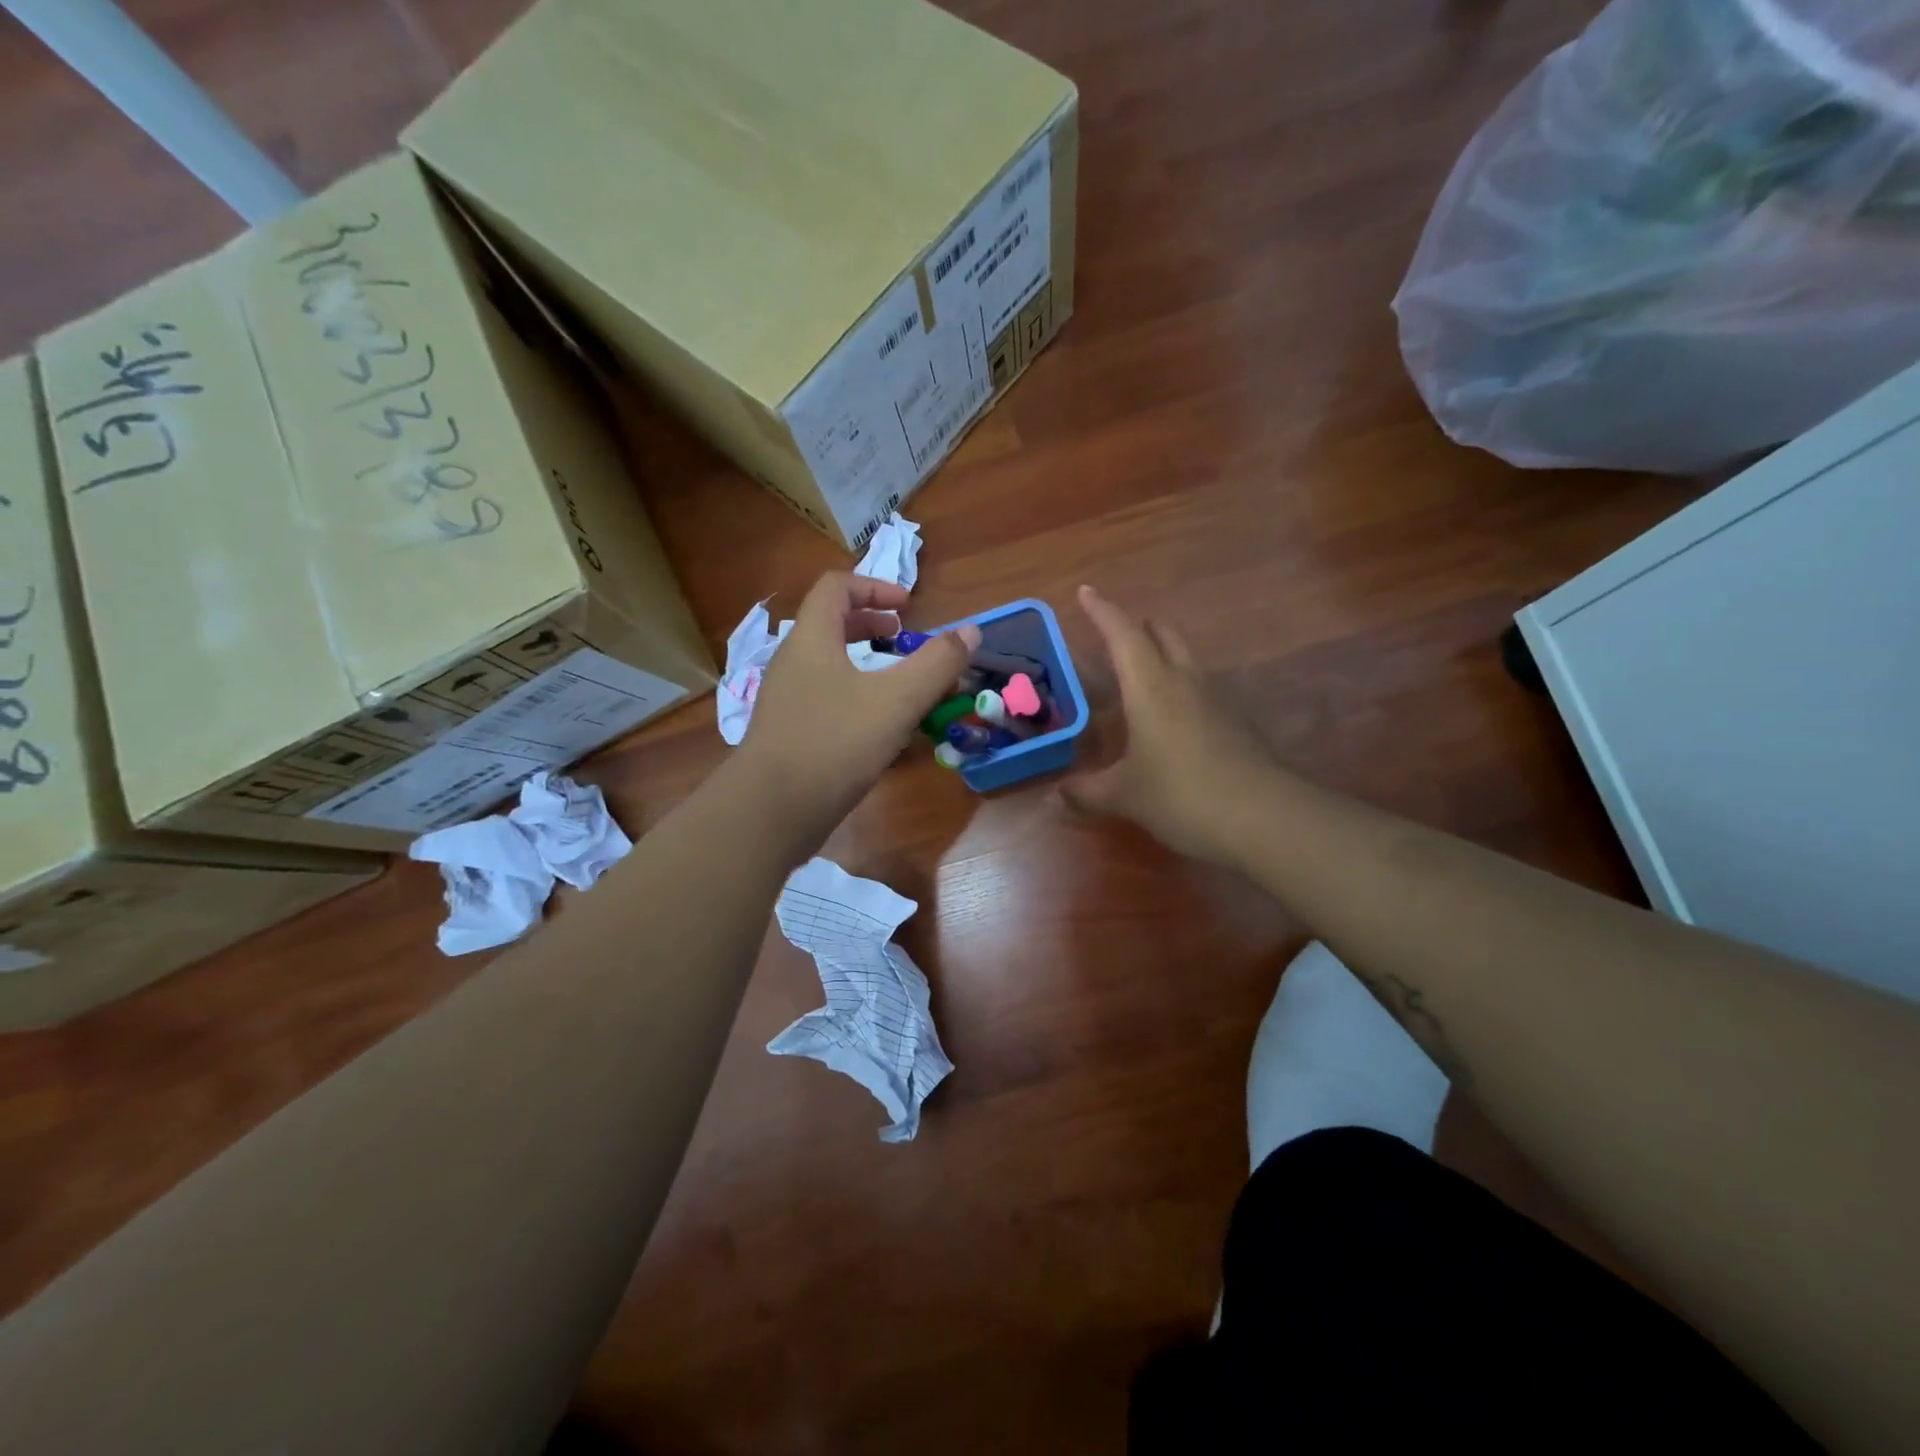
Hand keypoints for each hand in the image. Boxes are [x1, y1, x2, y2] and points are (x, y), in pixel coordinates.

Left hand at [740, 572, 981, 828]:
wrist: (771, 811)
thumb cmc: (835, 743)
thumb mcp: (897, 701)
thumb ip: (937, 664)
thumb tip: (972, 630)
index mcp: (811, 639)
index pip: (836, 587)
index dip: (874, 587)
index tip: (908, 609)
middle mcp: (792, 662)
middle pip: (830, 624)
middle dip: (871, 625)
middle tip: (902, 639)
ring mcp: (786, 699)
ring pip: (828, 665)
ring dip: (865, 665)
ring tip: (898, 685)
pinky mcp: (787, 733)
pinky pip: (824, 699)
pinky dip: (854, 698)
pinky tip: (879, 729)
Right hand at [1062, 585, 1275, 863]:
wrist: (1263, 818)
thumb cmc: (1180, 795)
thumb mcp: (1124, 796)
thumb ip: (1088, 792)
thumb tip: (1059, 794)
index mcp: (1150, 687)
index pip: (1122, 634)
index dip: (1102, 611)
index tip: (1086, 591)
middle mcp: (1184, 681)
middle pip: (1163, 635)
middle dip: (1139, 626)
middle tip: (1117, 633)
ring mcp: (1216, 700)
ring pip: (1186, 659)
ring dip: (1163, 654)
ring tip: (1141, 672)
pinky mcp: (1235, 722)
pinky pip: (1201, 689)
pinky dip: (1181, 687)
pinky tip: (1171, 717)